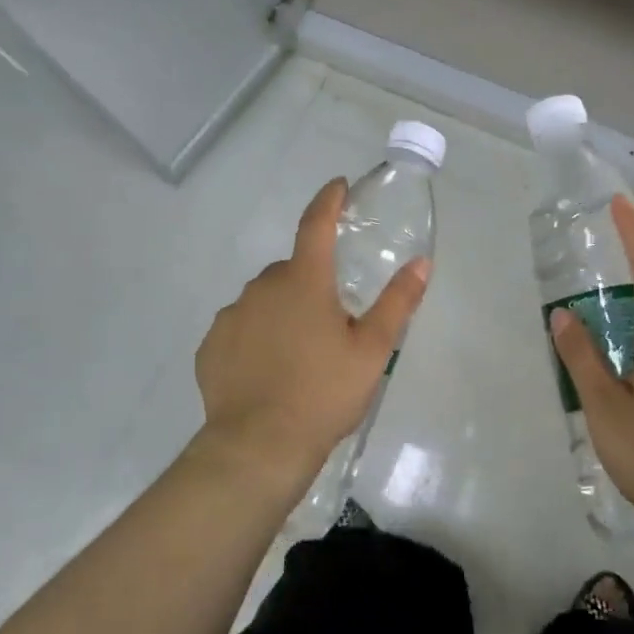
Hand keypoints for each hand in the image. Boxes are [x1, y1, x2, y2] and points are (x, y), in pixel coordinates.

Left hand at [194, 178, 429, 491]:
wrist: (259, 446)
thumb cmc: (324, 393)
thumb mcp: (373, 350)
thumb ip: (397, 302)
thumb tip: (421, 262)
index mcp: (304, 282)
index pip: (316, 225)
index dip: (329, 201)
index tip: (338, 186)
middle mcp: (262, 288)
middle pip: (293, 270)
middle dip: (312, 284)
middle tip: (333, 324)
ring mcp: (232, 316)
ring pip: (265, 300)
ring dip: (283, 311)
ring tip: (300, 355)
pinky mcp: (212, 346)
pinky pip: (241, 328)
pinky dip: (256, 337)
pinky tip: (269, 371)